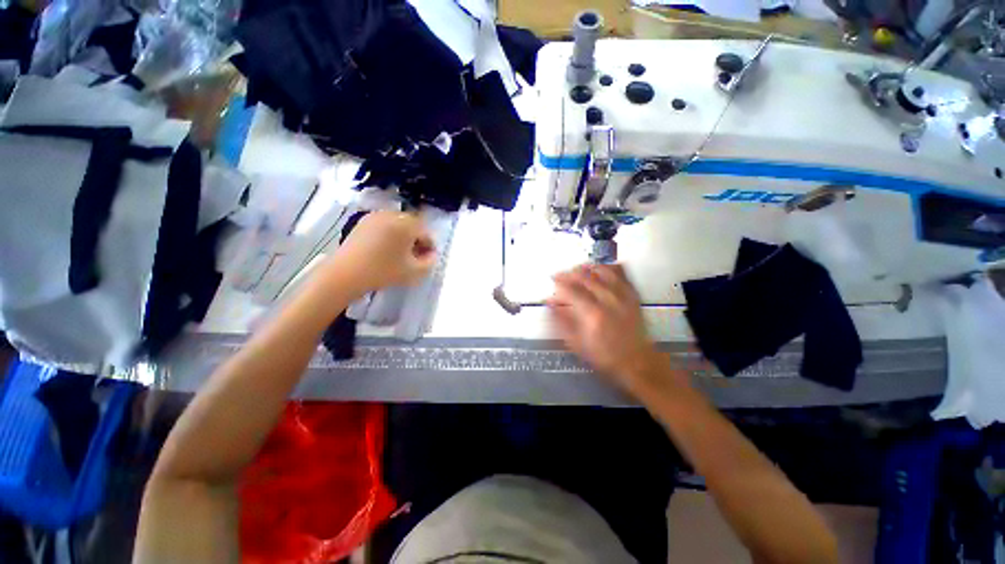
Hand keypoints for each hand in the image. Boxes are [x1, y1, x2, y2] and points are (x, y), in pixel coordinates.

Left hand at [329, 211, 436, 291]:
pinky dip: (389, 235)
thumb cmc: (384, 271)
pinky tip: (386, 250)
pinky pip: (384, 225)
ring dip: (404, 237)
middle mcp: (392, 215)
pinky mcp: (363, 222)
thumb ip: (430, 262)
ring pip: (398, 225)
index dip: (430, 247)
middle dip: (417, 240)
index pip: (426, 233)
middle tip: (416, 257)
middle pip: (412, 226)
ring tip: (401, 254)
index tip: (428, 260)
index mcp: (407, 224)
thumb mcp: (415, 271)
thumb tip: (432, 255)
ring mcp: (375, 216)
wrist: (345, 274)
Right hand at [547, 264, 662, 389]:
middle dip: (570, 273)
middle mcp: (608, 300)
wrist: (637, 363)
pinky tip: (601, 268)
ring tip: (578, 269)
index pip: (571, 290)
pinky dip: (609, 267)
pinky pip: (622, 273)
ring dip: (587, 267)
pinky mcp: (633, 296)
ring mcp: (623, 296)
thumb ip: (561, 322)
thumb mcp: (577, 344)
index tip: (553, 282)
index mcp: (593, 314)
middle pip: (585, 277)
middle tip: (561, 275)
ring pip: (603, 271)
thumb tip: (550, 304)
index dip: (559, 284)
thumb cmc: (605, 357)